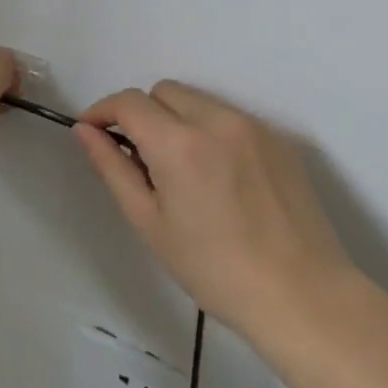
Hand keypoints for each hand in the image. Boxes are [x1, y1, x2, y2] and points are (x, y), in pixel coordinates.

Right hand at [74, 80, 355, 338]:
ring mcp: (253, 126)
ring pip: (198, 101)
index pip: (129, 102)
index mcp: (179, 142)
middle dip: (142, 114)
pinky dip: (211, 132)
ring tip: (183, 171)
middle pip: (163, 91)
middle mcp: (216, 119)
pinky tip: (220, 178)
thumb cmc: (214, 269)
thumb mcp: (150, 223)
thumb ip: (112, 168)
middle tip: (142, 160)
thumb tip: (85, 130)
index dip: (102, 111)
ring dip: (177, 120)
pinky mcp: (280, 139)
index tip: (93, 132)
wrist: (302, 296)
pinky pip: (231, 118)